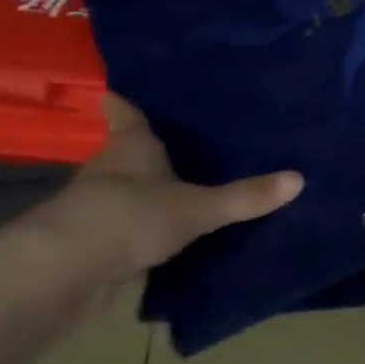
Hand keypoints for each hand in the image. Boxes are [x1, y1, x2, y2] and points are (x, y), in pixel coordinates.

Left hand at [28, 94, 302, 281]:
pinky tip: (175, 236)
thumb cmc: (130, 216)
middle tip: (192, 141)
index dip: (126, 101)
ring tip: (193, 187)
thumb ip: (245, 197)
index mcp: (132, 146)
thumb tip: (299, 178)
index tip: (124, 89)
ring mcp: (98, 208)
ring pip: (129, 191)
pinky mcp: (97, 244)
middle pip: (129, 152)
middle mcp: (111, 170)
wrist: (64, 274)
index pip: (125, 112)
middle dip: (153, 149)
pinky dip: (148, 229)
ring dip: (150, 192)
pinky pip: (130, 228)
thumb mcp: (198, 207)